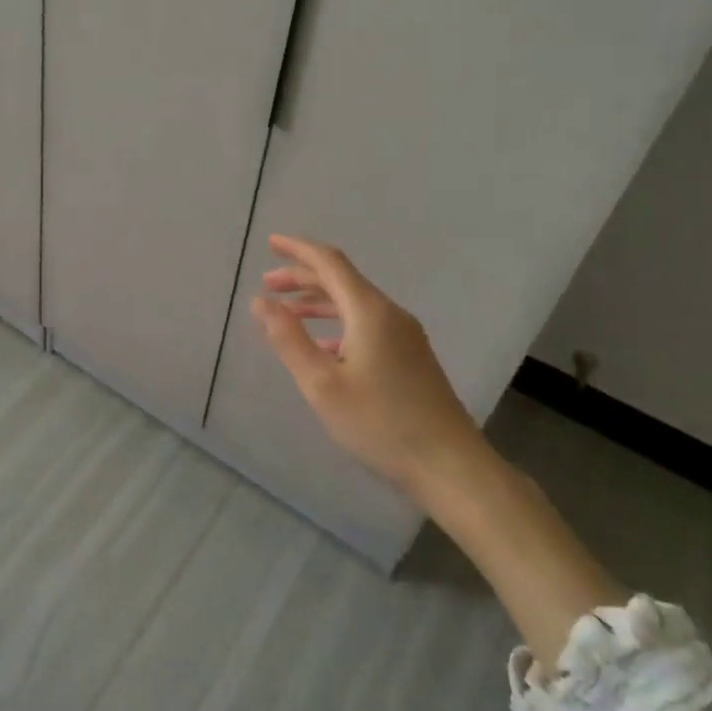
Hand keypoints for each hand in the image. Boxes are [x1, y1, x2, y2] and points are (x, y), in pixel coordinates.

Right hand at [253, 234, 485, 502]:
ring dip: (319, 302)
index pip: (329, 262)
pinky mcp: (412, 357)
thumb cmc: (381, 424)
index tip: (270, 243)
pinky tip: (323, 346)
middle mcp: (390, 313)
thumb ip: (289, 339)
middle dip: (303, 277)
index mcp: (369, 311)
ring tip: (287, 313)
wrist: (450, 466)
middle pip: (342, 280)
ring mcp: (405, 335)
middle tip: (268, 284)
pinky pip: (368, 324)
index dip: (298, 249)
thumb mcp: (323, 384)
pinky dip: (338, 324)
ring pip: (355, 304)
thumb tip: (261, 302)